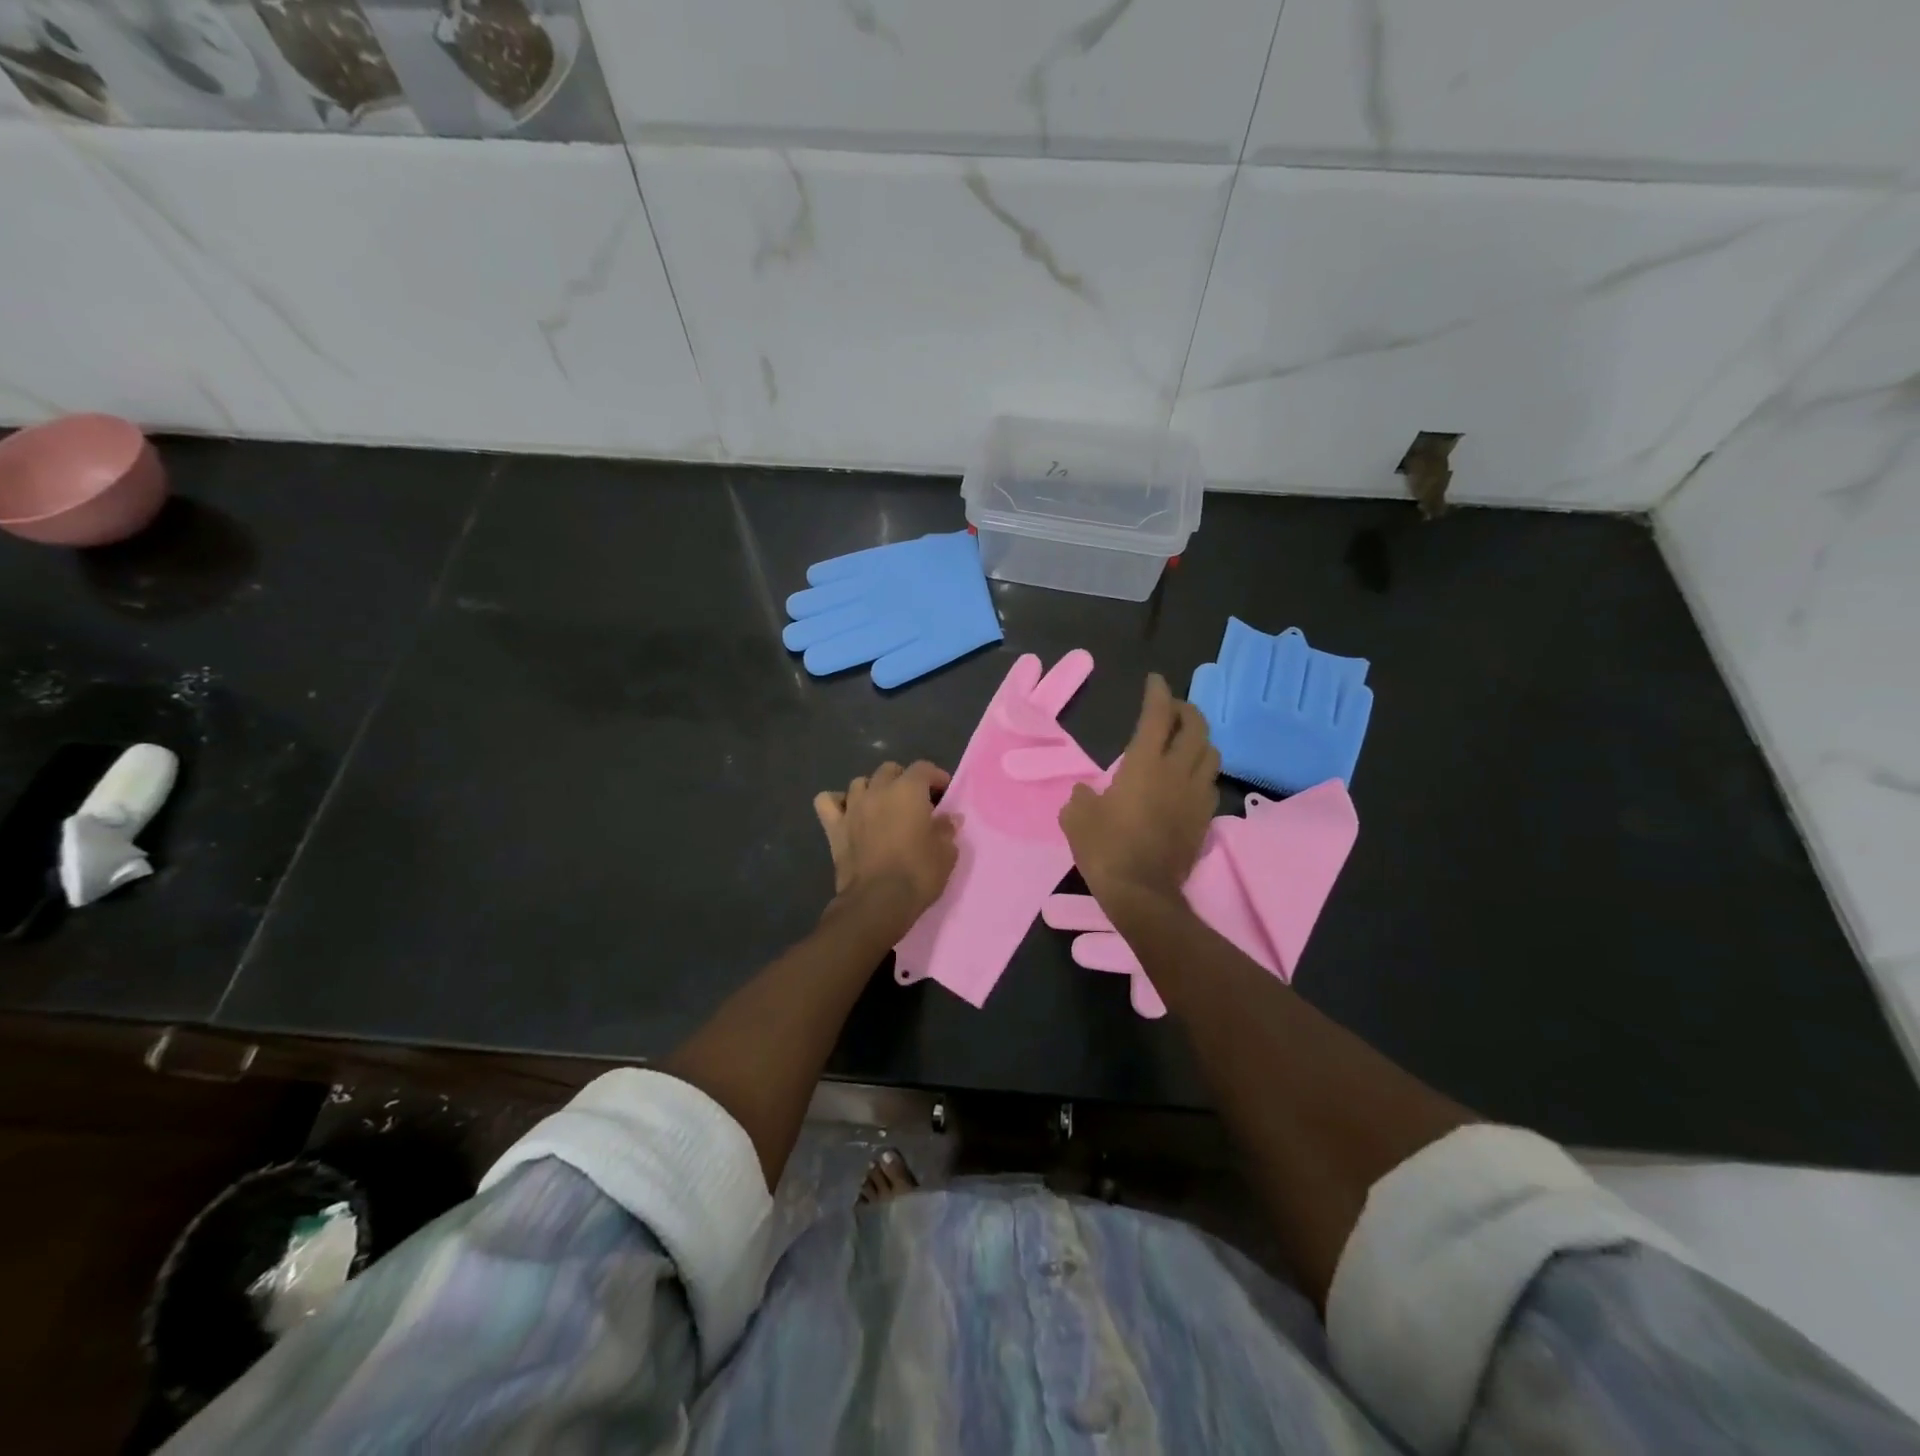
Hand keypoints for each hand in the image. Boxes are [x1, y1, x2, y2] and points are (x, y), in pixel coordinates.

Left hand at [814, 761, 957, 929]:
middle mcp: (878, 791)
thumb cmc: (918, 873)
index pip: (923, 768)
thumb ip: (947, 830)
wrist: (878, 901)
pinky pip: (827, 802)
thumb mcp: (946, 853)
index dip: (935, 776)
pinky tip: (847, 812)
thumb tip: (949, 818)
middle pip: (889, 770)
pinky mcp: (834, 827)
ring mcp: (852, 807)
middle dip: (903, 779)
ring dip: (873, 789)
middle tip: (914, 801)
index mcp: (908, 790)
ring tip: (882, 806)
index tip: (944, 792)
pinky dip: (837, 802)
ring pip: (859, 782)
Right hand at [1060, 674, 1217, 907]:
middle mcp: (1177, 773)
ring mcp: (1195, 796)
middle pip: (1197, 729)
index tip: (1155, 681)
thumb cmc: (1105, 848)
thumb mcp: (1076, 818)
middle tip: (1175, 709)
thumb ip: (1081, 798)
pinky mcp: (1204, 820)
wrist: (1141, 892)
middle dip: (1188, 711)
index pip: (1158, 717)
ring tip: (1186, 742)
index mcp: (1144, 765)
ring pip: (1211, 754)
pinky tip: (1189, 779)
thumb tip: (1085, 794)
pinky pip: (1210, 784)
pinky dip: (1202, 772)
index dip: (1158, 694)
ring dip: (1200, 740)